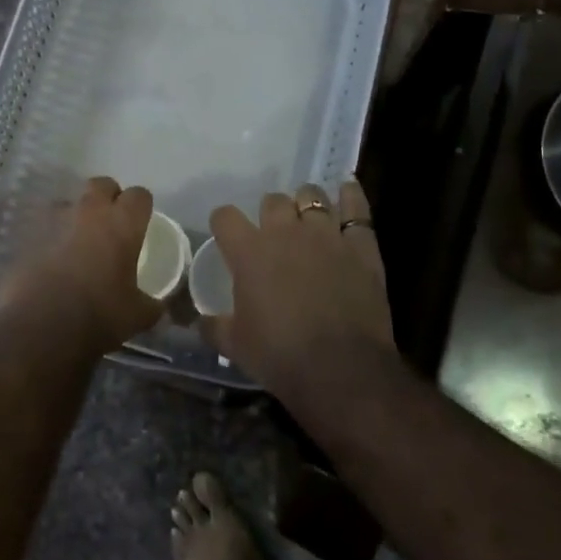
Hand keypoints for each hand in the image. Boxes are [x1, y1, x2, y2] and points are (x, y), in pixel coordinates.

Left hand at [0, 177, 160, 354]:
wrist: (41, 327)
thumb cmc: (98, 316)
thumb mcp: (138, 316)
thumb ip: (152, 304)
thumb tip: (158, 306)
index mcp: (122, 224)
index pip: (139, 195)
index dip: (141, 206)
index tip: (140, 223)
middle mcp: (89, 212)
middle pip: (102, 184)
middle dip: (108, 197)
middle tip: (110, 224)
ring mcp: (54, 220)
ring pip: (69, 202)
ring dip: (76, 215)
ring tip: (77, 241)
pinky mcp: (27, 234)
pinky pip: (44, 225)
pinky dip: (50, 236)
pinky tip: (51, 259)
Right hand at [207, 180, 393, 392]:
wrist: (341, 370)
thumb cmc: (280, 355)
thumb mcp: (235, 345)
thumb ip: (214, 326)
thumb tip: (199, 322)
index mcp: (249, 251)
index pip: (225, 216)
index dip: (223, 223)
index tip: (227, 235)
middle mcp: (285, 232)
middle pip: (272, 200)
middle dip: (270, 212)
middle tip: (273, 233)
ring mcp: (326, 235)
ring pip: (312, 196)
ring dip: (306, 203)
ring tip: (308, 217)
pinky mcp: (361, 247)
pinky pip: (357, 210)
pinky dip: (351, 196)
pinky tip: (347, 189)